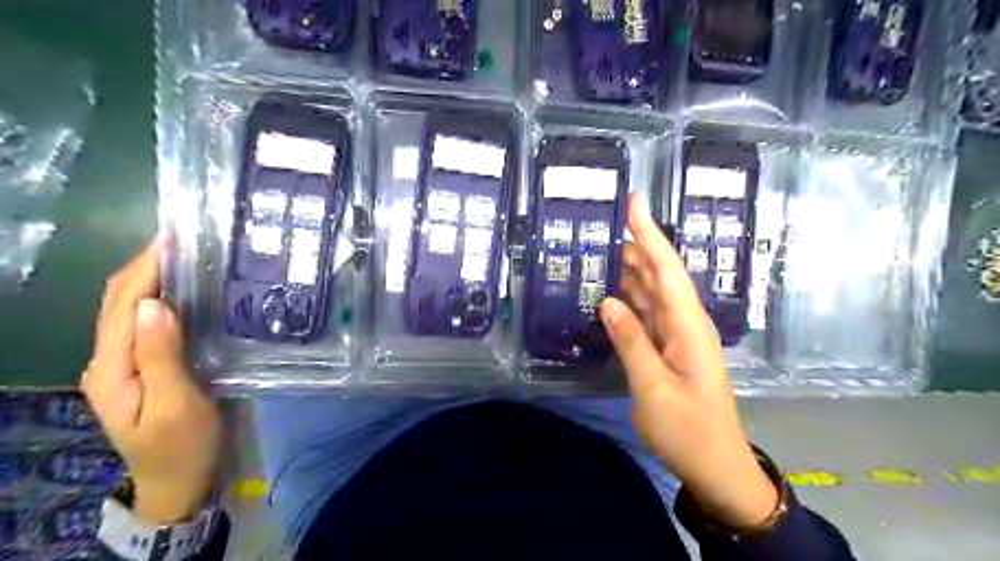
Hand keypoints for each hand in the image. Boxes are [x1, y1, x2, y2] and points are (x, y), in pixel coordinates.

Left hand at [82, 237, 221, 524]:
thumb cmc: (184, 445)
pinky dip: (162, 298)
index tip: (174, 238)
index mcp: (112, 368)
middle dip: (145, 265)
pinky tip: (186, 291)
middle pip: (118, 301)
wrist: (179, 481)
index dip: (145, 268)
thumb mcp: (176, 404)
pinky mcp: (144, 366)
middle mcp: (109, 360)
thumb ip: (161, 356)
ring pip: (129, 309)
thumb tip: (154, 304)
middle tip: (186, 240)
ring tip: (188, 256)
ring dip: (152, 278)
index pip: (122, 304)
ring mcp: (124, 364)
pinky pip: (146, 323)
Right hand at [597, 195, 776, 529]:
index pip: (666, 268)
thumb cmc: (688, 430)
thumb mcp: (653, 387)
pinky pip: (647, 315)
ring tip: (600, 252)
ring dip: (629, 271)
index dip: (649, 233)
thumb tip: (608, 301)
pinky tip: (610, 294)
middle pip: (659, 274)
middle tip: (601, 227)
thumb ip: (631, 342)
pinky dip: (629, 300)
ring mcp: (678, 336)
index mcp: (688, 325)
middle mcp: (685, 322)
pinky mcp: (669, 349)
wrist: (715, 465)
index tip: (633, 202)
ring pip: (651, 293)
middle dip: (635, 245)